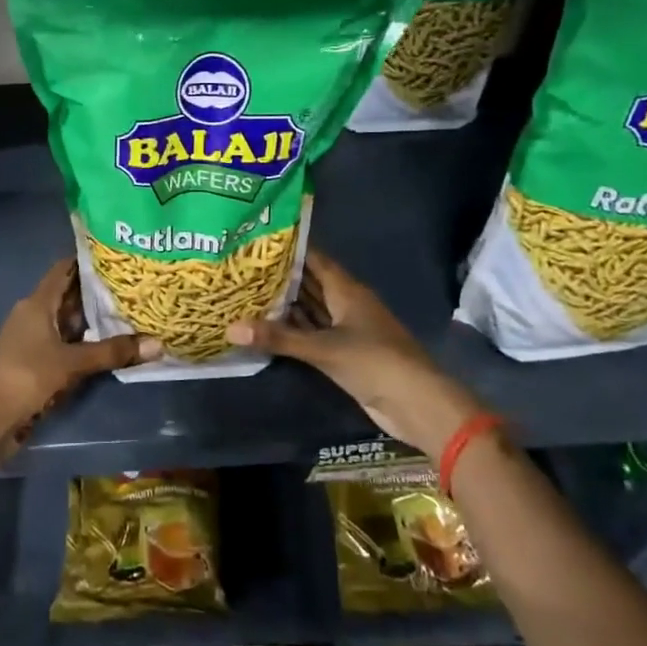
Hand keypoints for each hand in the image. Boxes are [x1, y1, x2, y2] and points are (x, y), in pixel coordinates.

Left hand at [0, 260, 160, 463]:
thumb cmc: (27, 375)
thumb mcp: (73, 362)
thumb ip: (113, 352)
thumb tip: (158, 344)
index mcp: (37, 303)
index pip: (64, 270)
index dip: (87, 261)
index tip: (117, 257)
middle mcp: (33, 314)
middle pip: (67, 295)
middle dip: (96, 292)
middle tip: (132, 286)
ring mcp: (31, 338)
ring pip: (66, 321)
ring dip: (91, 319)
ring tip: (127, 312)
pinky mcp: (33, 361)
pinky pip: (63, 342)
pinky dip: (82, 341)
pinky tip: (105, 345)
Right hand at [225, 249, 482, 453]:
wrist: (416, 404)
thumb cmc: (374, 362)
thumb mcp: (323, 348)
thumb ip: (278, 338)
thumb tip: (230, 328)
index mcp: (347, 290)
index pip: (314, 259)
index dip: (289, 249)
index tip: (256, 241)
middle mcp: (346, 304)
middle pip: (310, 284)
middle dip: (280, 278)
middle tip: (242, 269)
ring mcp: (347, 329)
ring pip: (311, 310)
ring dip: (284, 305)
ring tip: (245, 294)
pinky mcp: (345, 353)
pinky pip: (313, 334)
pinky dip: (293, 331)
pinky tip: (267, 329)